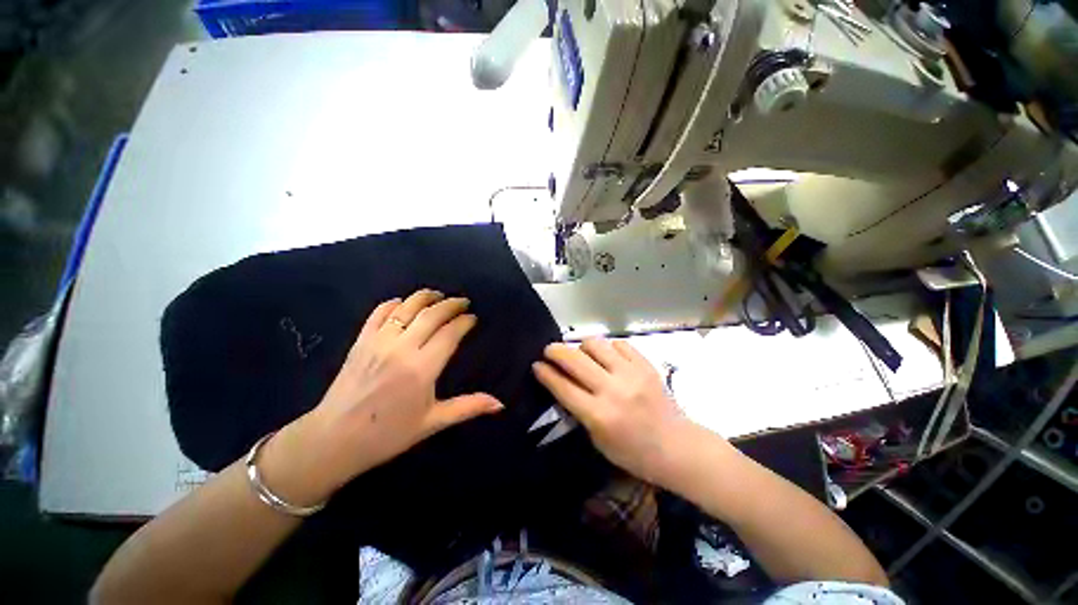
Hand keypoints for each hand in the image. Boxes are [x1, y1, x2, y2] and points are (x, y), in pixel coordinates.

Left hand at [261, 289, 503, 505]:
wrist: (334, 440)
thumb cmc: (388, 434)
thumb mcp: (433, 422)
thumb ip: (468, 407)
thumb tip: (500, 404)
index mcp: (423, 368)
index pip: (450, 333)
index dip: (464, 322)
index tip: (473, 318)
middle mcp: (402, 348)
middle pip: (432, 314)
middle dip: (451, 304)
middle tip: (463, 302)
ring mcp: (379, 341)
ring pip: (407, 307)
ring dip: (425, 297)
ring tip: (439, 295)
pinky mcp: (361, 341)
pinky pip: (379, 313)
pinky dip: (393, 303)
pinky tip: (403, 302)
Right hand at [532, 338, 695, 486]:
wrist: (676, 446)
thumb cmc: (632, 452)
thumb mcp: (597, 439)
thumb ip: (579, 410)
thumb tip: (563, 383)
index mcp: (599, 415)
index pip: (563, 386)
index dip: (545, 373)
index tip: (536, 364)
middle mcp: (612, 390)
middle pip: (575, 359)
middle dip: (555, 351)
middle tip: (549, 350)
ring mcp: (631, 374)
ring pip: (596, 344)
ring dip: (582, 347)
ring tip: (582, 354)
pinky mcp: (645, 365)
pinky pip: (619, 344)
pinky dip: (608, 348)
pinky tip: (608, 356)